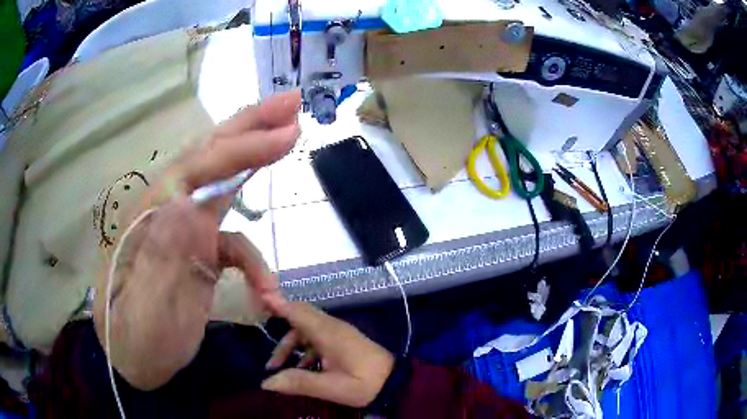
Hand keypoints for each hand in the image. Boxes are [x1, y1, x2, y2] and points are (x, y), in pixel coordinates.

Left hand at [93, 91, 301, 389]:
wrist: (135, 364)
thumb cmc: (133, 342)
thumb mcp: (142, 312)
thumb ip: (160, 261)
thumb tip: (187, 206)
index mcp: (149, 217)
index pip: (197, 168)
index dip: (242, 148)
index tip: (288, 133)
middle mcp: (166, 212)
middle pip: (208, 157)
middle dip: (250, 126)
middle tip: (292, 103)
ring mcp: (184, 232)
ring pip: (222, 183)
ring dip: (255, 158)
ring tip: (288, 135)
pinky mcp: (198, 254)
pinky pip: (234, 243)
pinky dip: (256, 262)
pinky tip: (269, 292)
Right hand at [260, 301, 394, 407]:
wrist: (395, 383)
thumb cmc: (365, 383)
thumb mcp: (331, 387)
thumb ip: (298, 382)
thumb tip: (265, 383)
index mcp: (328, 333)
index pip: (298, 311)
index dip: (278, 304)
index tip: (258, 296)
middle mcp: (331, 327)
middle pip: (299, 318)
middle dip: (280, 333)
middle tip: (264, 348)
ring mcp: (338, 333)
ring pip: (306, 330)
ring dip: (290, 346)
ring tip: (277, 367)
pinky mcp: (342, 341)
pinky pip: (316, 339)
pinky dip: (303, 350)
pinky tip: (300, 369)